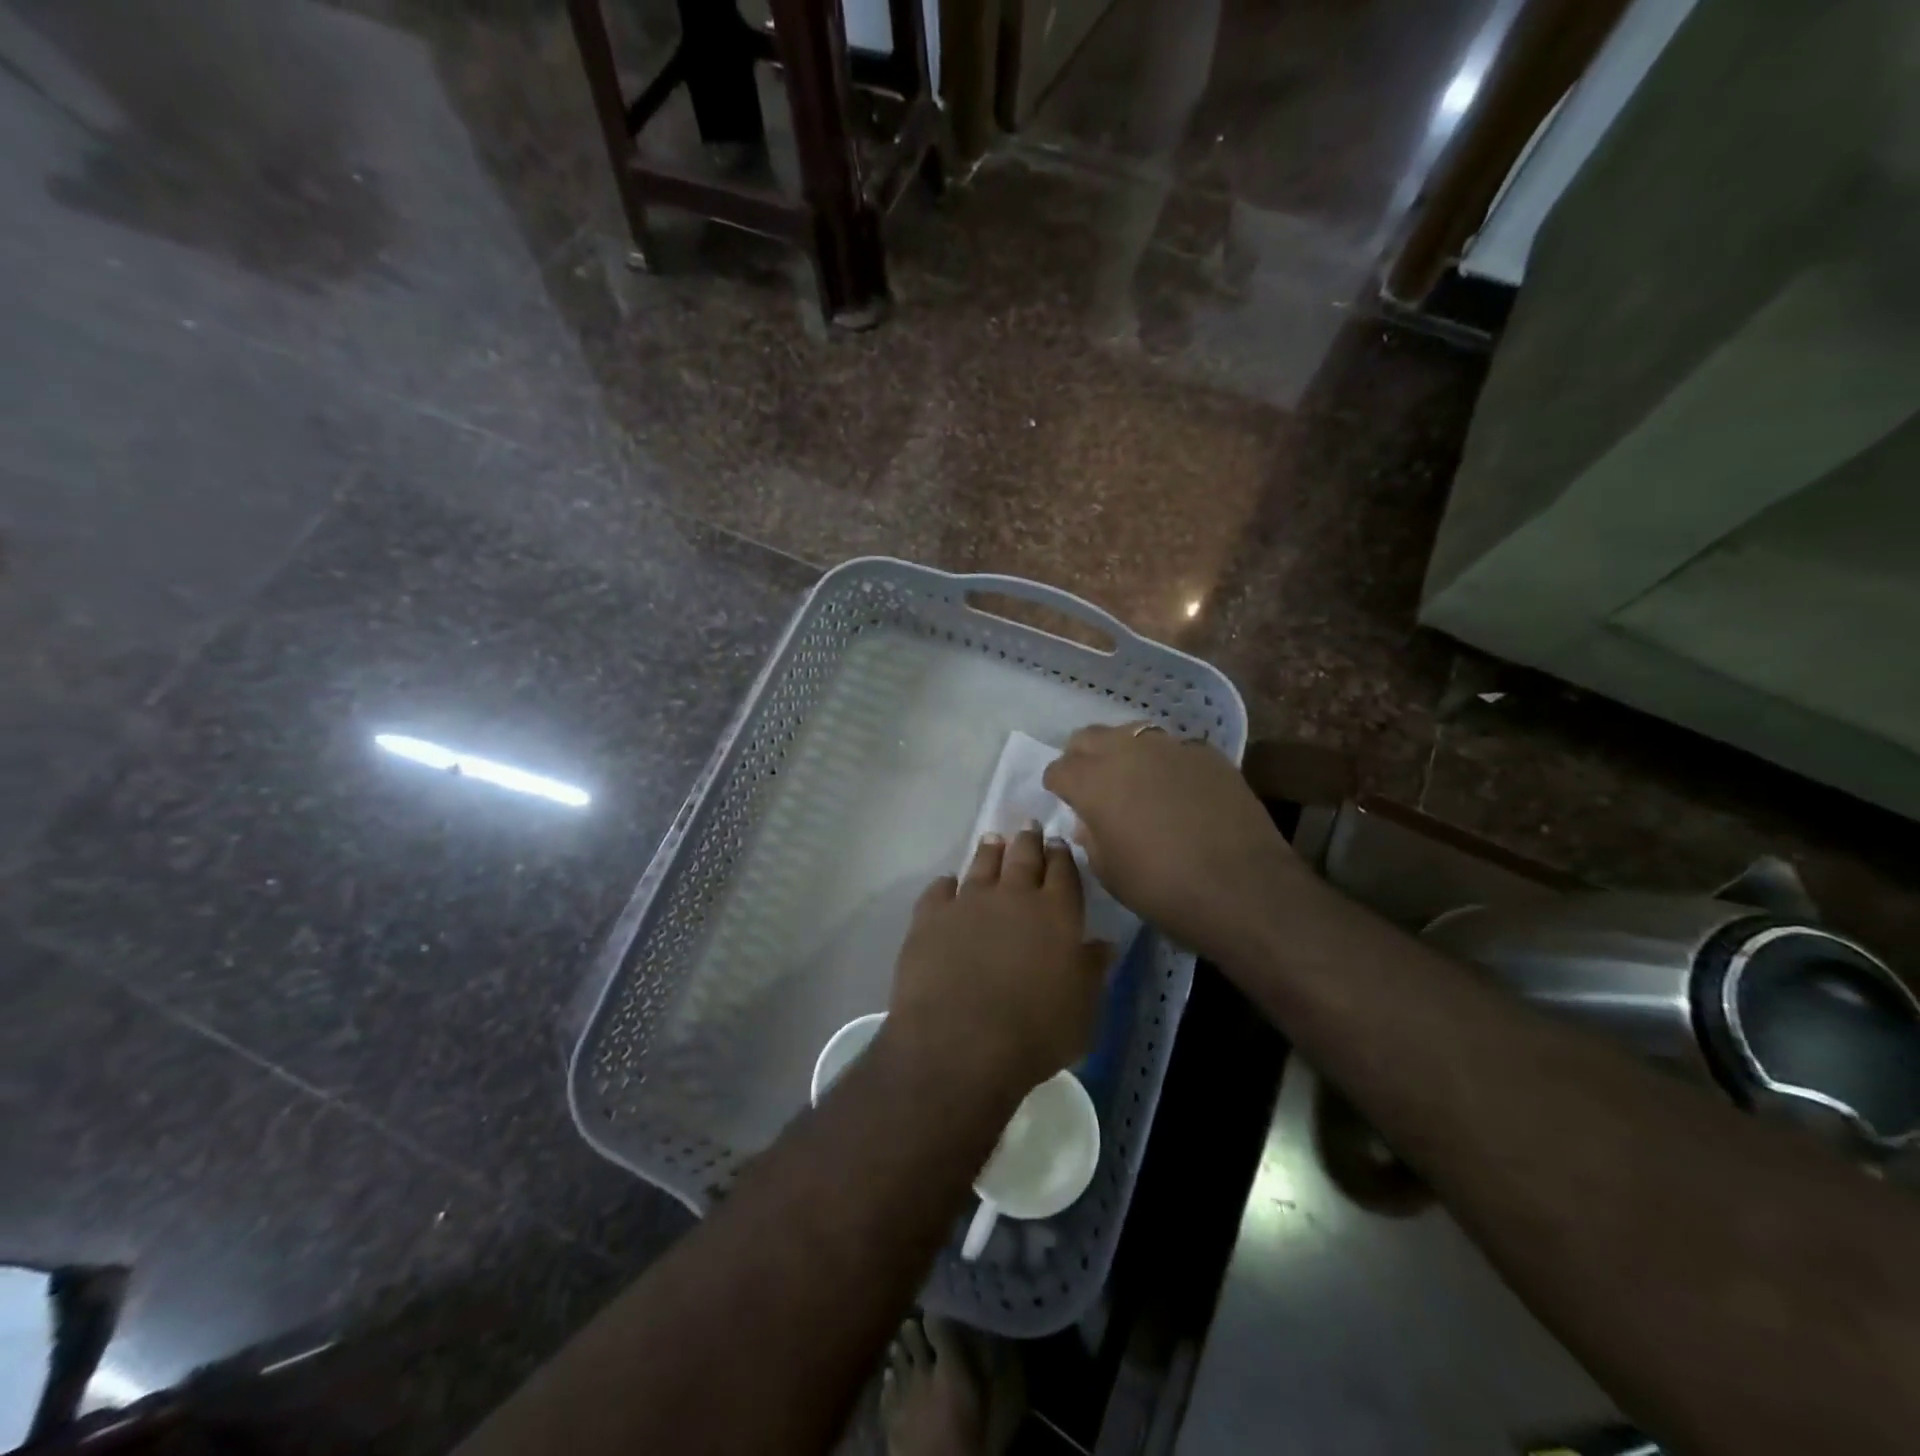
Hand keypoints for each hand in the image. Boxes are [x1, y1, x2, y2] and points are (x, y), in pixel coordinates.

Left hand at [886, 825, 1108, 1104]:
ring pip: (981, 864)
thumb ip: (1091, 972)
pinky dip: (945, 884)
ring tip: (993, 840)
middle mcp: (1013, 897)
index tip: (1059, 843)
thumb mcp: (1082, 1012)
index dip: (1062, 856)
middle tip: (1029, 826)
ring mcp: (968, 902)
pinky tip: (947, 884)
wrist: (960, 1042)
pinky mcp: (930, 917)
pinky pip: (939, 890)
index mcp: (1056, 914)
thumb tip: (1103, 944)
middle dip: (1028, 840)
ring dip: (989, 851)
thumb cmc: (1035, 1033)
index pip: (1063, 873)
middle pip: (1023, 857)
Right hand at [1043, 723, 1296, 961]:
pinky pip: (1174, 748)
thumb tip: (1089, 821)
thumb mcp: (1109, 872)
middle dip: (1083, 756)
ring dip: (1124, 752)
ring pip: (1132, 734)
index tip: (1063, 798)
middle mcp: (1126, 752)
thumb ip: (1091, 837)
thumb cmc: (1161, 888)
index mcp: (1093, 781)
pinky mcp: (1207, 754)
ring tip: (1134, 780)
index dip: (1057, 784)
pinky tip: (1178, 789)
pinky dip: (1166, 763)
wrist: (1242, 888)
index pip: (1059, 768)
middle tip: (1092, 783)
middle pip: (1090, 737)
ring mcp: (1170, 747)